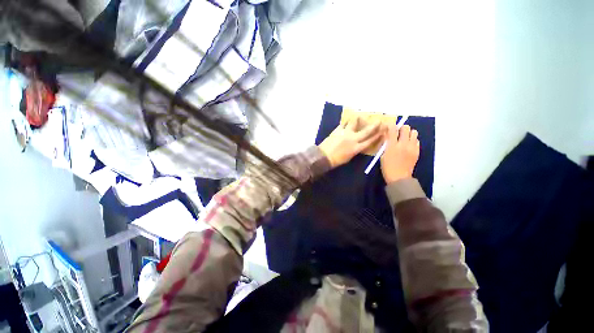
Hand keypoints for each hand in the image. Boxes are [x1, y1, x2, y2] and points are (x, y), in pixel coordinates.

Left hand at [319, 117, 382, 167]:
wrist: (323, 156)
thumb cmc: (336, 160)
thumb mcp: (349, 157)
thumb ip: (355, 150)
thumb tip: (358, 145)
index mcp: (356, 148)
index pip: (370, 141)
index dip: (378, 135)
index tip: (383, 130)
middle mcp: (353, 139)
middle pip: (366, 131)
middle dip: (374, 125)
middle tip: (379, 120)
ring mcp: (345, 133)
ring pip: (354, 123)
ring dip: (358, 119)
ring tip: (359, 116)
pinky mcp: (337, 130)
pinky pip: (344, 123)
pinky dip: (347, 122)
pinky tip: (348, 120)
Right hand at [380, 124, 419, 182]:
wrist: (399, 177)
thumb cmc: (387, 167)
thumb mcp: (383, 155)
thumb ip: (386, 145)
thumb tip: (388, 137)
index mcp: (392, 145)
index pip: (392, 130)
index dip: (391, 125)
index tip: (389, 124)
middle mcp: (403, 144)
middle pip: (406, 128)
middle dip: (401, 128)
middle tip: (398, 132)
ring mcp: (412, 147)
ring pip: (414, 132)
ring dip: (409, 133)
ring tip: (405, 138)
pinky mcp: (417, 151)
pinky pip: (417, 141)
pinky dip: (413, 141)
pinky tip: (408, 145)